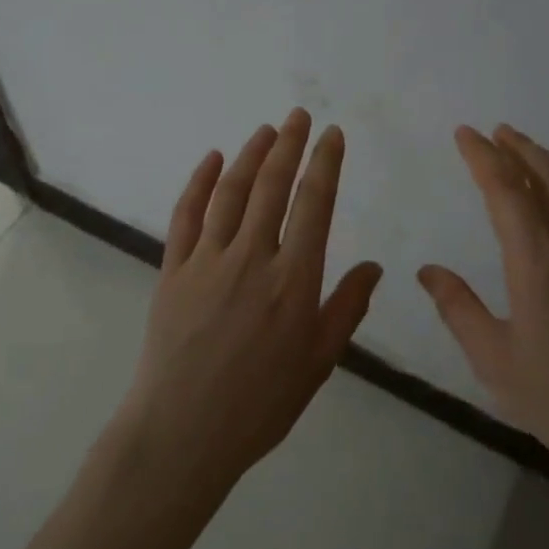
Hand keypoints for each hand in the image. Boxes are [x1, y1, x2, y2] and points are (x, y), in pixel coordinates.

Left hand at [120, 109, 383, 494]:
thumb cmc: (260, 404)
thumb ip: (347, 308)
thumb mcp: (318, 362)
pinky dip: (198, 183)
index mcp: (294, 280)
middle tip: (299, 115)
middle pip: (272, 186)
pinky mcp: (173, 270)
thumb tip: (375, 266)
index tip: (332, 134)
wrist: (182, 433)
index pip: (314, 204)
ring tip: (266, 130)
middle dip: (289, 145)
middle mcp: (252, 258)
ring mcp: (207, 260)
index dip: (325, 163)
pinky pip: (186, 215)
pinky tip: (210, 159)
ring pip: (231, 193)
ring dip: (249, 155)